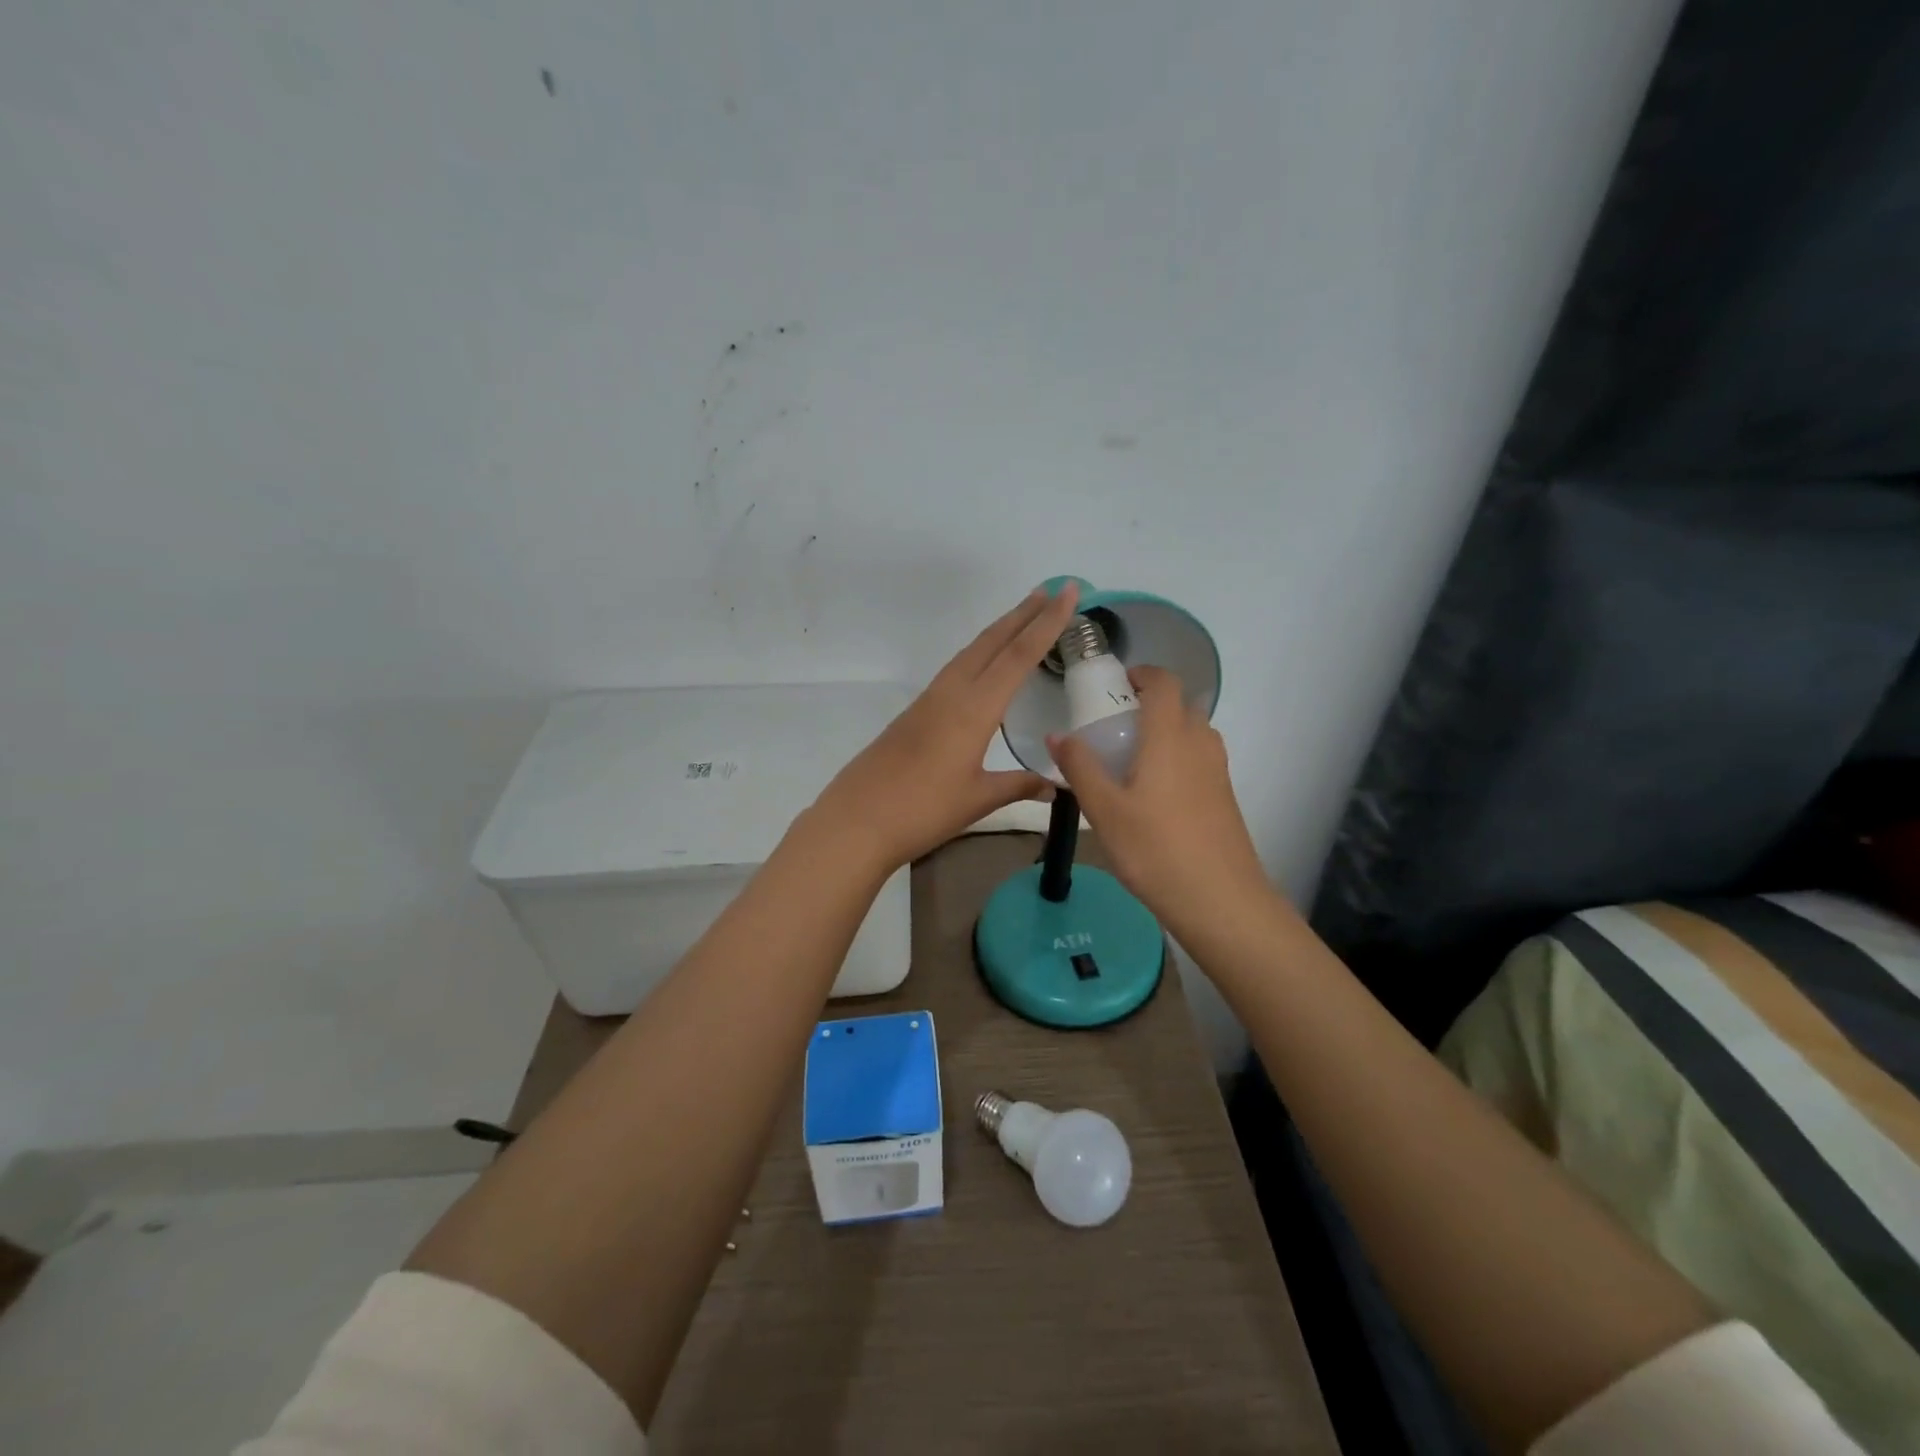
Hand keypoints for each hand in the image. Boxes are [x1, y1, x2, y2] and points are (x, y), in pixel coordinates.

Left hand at [809, 584, 1081, 872]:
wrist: (856, 820)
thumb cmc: (922, 810)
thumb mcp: (978, 799)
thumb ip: (1018, 786)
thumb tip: (1055, 786)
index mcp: (974, 709)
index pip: (1018, 656)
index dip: (1046, 623)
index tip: (1067, 592)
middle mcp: (951, 693)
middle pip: (992, 642)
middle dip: (1023, 614)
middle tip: (1050, 590)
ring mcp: (929, 700)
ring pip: (970, 652)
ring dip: (1000, 630)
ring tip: (1024, 616)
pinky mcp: (915, 712)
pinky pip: (955, 669)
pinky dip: (979, 653)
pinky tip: (984, 664)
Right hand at [1048, 664, 1270, 929]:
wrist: (1221, 901)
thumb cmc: (1155, 850)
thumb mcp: (1104, 810)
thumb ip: (1080, 768)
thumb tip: (1057, 734)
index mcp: (1171, 737)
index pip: (1164, 683)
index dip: (1142, 674)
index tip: (1116, 684)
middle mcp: (1200, 744)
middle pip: (1181, 706)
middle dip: (1150, 704)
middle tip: (1115, 726)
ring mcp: (1218, 772)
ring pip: (1193, 734)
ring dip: (1166, 732)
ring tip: (1131, 759)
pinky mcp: (1224, 797)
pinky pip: (1200, 760)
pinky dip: (1178, 758)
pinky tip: (1153, 795)